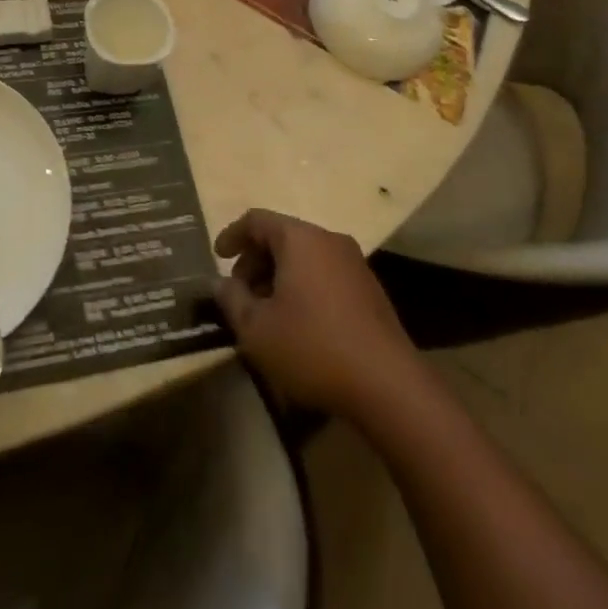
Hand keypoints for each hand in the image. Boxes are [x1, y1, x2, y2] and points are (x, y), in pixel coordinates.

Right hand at [214, 209, 419, 421]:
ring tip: (266, 313)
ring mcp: (354, 264)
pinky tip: (299, 324)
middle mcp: (329, 240)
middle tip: (240, 293)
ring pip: (305, 258)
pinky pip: (325, 275)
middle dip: (255, 261)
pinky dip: (303, 288)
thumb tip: (222, 283)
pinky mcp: (370, 291)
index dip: (232, 235)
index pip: (257, 220)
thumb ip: (232, 300)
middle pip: (282, 237)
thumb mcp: (257, 329)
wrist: (390, 388)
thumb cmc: (313, 348)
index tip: (217, 257)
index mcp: (300, 239)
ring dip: (279, 277)